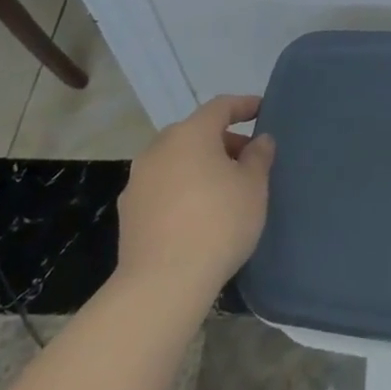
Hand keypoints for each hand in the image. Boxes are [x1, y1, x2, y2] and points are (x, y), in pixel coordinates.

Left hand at [115, 95, 274, 298]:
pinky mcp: (128, 210)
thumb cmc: (218, 223)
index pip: (220, 107)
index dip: (243, 105)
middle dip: (222, 140)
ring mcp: (138, 179)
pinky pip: (162, 185)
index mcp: (191, 134)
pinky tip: (196, 213)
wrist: (162, 284)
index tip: (261, 110)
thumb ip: (259, 157)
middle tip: (246, 158)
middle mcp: (159, 148)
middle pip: (195, 132)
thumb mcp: (253, 187)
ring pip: (176, 159)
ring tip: (223, 188)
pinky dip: (181, 187)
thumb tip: (259, 140)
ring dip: (199, 165)